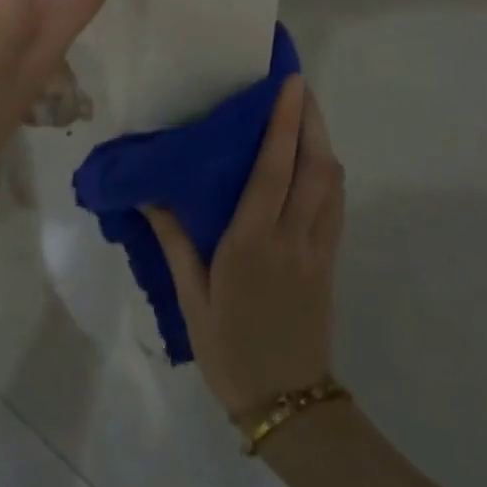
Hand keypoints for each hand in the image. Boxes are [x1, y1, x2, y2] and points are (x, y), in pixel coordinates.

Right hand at [146, 78, 344, 420]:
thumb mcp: (191, 298)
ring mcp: (317, 249)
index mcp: (252, 241)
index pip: (274, 169)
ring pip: (332, 183)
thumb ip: (174, 242)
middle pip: (314, 166)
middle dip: (312, 120)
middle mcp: (292, 236)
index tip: (289, 84)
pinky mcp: (330, 262)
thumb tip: (150, 196)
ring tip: (308, 115)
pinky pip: (336, 206)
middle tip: (300, 87)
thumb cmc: (229, 350)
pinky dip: (330, 175)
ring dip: (324, 143)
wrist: (287, 402)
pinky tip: (318, 165)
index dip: (283, 123)